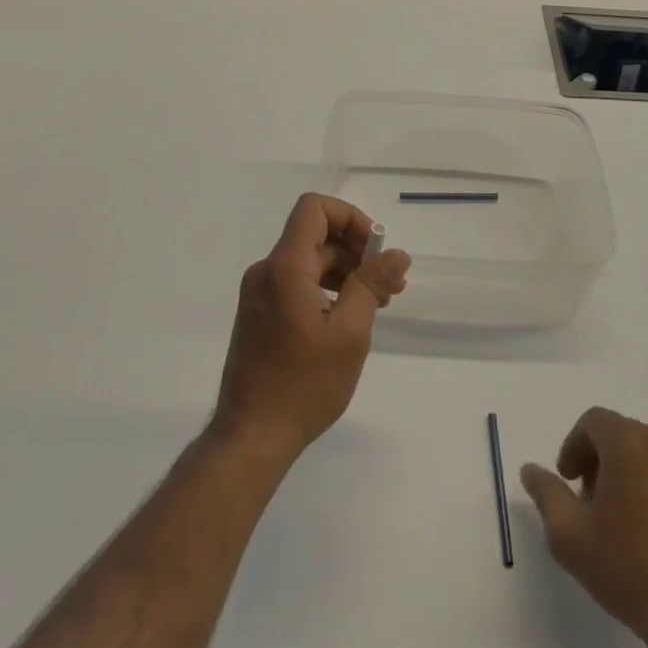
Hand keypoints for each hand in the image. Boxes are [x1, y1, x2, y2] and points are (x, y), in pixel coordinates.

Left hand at [210, 193, 410, 467]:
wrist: (250, 438)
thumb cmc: (303, 386)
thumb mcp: (349, 334)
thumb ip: (372, 285)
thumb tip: (397, 254)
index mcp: (285, 267)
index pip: (314, 209)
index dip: (350, 217)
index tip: (375, 250)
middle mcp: (267, 270)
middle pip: (314, 235)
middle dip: (356, 250)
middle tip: (390, 282)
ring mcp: (259, 292)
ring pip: (308, 260)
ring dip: (344, 271)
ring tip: (378, 302)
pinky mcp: (259, 312)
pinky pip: (297, 282)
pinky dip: (325, 288)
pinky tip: (348, 316)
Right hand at [522, 409, 647, 647]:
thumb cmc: (632, 572)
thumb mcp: (571, 537)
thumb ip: (546, 494)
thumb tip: (530, 469)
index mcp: (629, 442)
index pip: (593, 421)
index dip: (574, 447)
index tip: (569, 481)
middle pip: (622, 434)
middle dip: (601, 460)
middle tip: (592, 502)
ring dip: (632, 472)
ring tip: (625, 519)